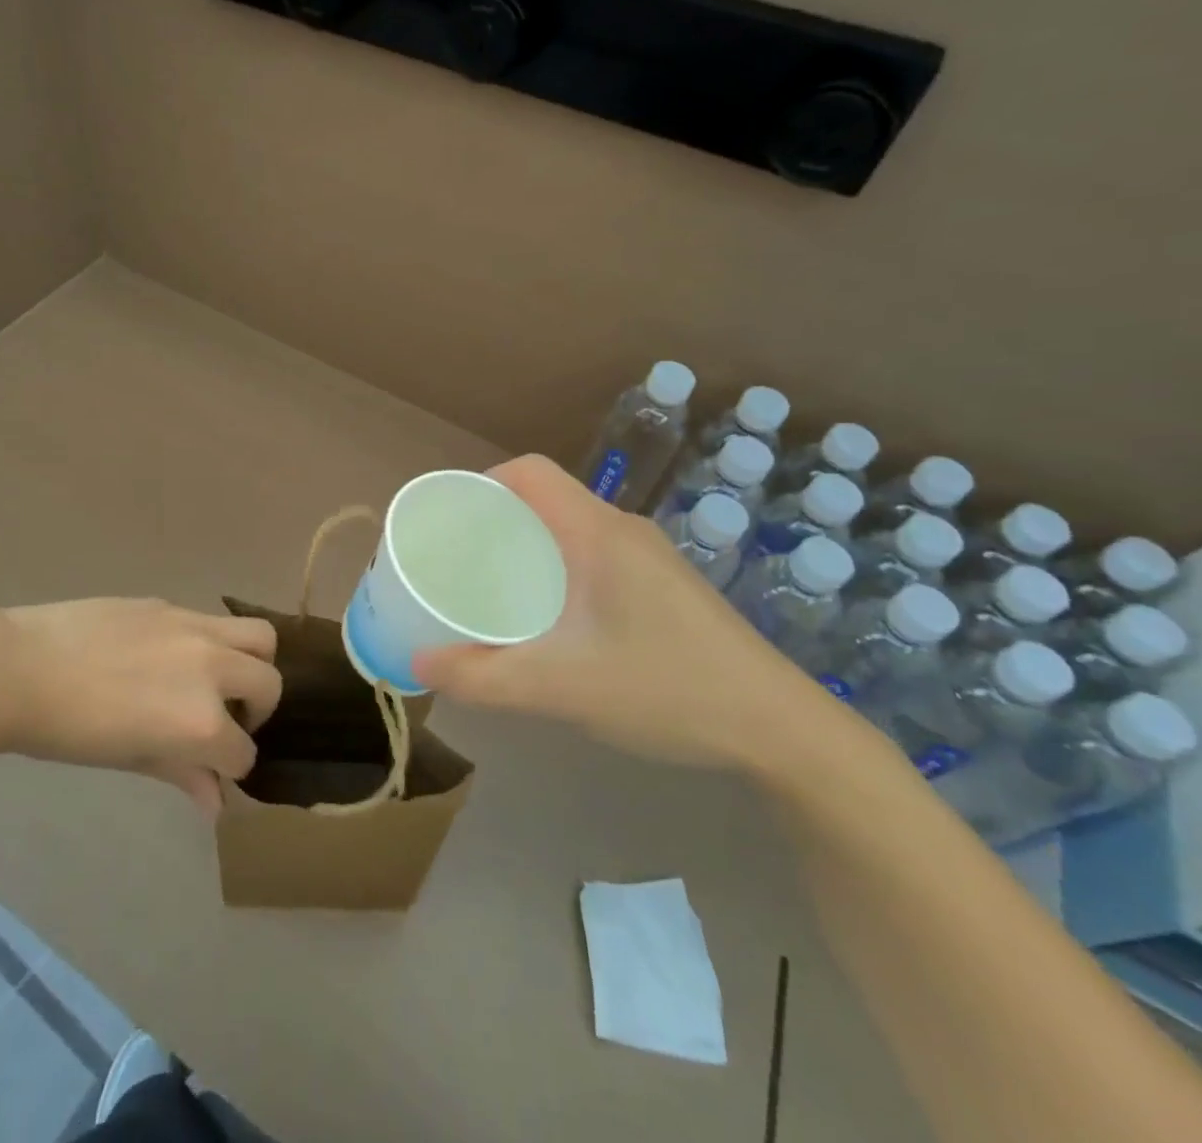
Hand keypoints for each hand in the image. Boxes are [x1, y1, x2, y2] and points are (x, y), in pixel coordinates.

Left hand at [0, 598, 279, 814]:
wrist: (21, 668)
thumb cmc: (69, 731)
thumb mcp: (131, 759)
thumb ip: (183, 775)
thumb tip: (217, 803)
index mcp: (201, 722)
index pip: (243, 751)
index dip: (230, 765)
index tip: (212, 767)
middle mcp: (212, 669)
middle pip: (269, 684)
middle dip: (258, 710)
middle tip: (225, 719)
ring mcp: (195, 628)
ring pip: (260, 637)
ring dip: (253, 662)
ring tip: (221, 677)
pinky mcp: (173, 605)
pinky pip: (214, 621)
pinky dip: (214, 643)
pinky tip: (174, 656)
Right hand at [412, 454, 820, 768]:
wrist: (781, 730)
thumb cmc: (667, 689)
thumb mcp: (562, 688)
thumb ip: (483, 678)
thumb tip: (420, 663)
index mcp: (598, 532)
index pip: (529, 472)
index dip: (483, 484)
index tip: (452, 523)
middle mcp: (624, 531)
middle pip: (546, 500)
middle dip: (497, 523)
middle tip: (461, 565)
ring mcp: (650, 559)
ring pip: (571, 532)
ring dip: (529, 550)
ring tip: (496, 593)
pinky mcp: (665, 587)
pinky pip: (594, 558)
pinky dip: (559, 572)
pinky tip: (553, 623)